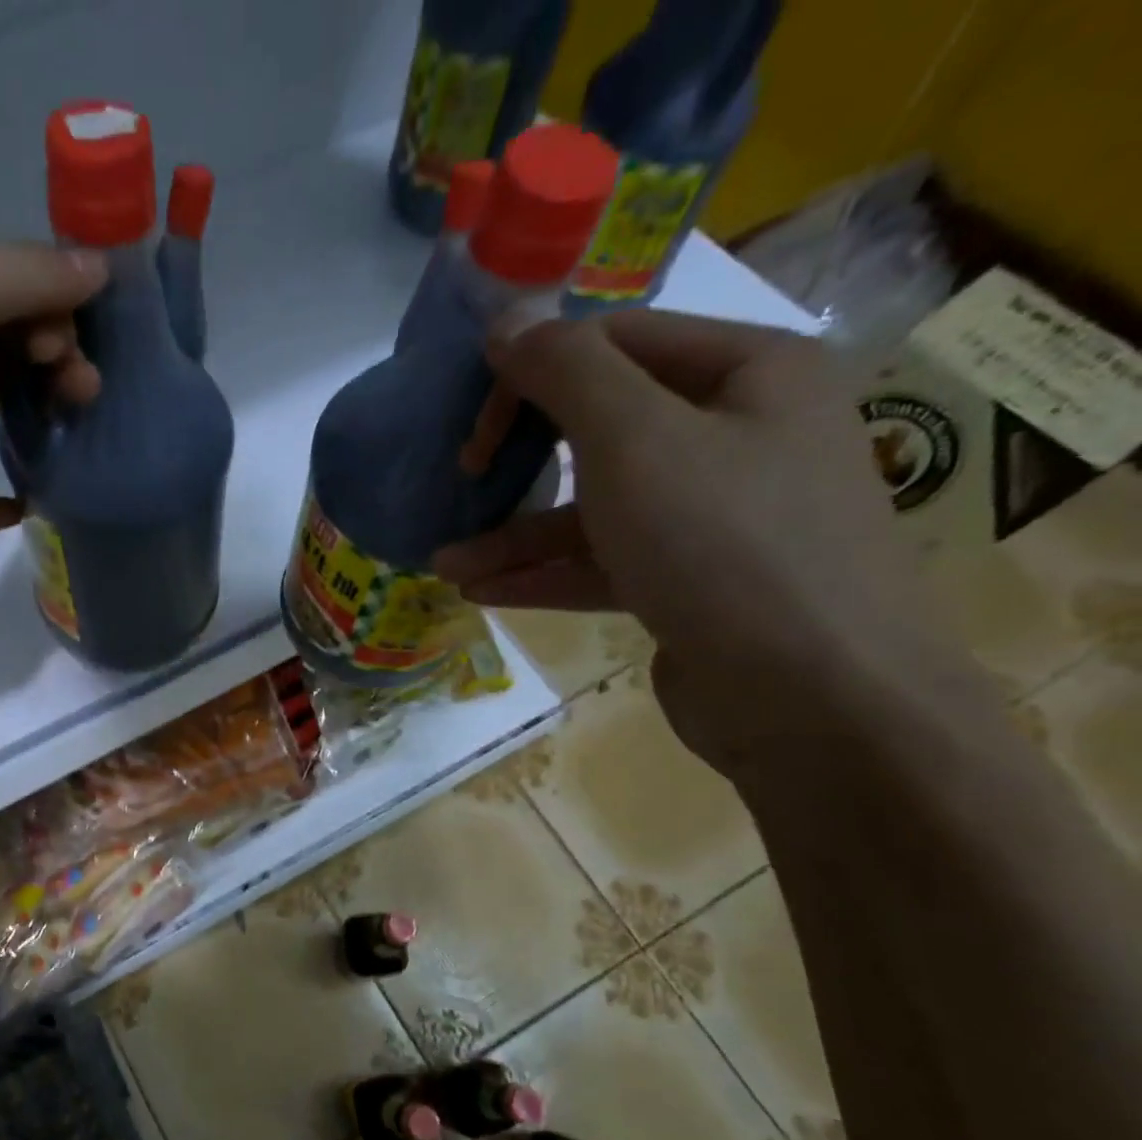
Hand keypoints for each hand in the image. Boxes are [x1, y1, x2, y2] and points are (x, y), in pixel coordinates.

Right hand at [432, 310, 955, 769]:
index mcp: (747, 374)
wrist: (812, 699)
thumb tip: (507, 323)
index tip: (470, 424)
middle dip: (520, 460)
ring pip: (597, 508)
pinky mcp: (693, 585)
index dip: (532, 373)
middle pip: (603, 427)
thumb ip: (566, 372)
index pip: (617, 343)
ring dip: (516, 536)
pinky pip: (607, 563)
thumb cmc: (724, 544)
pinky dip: (546, 574)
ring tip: (445, 563)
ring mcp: (717, 517)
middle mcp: (738, 436)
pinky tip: (482, 591)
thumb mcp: (635, 441)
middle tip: (462, 483)